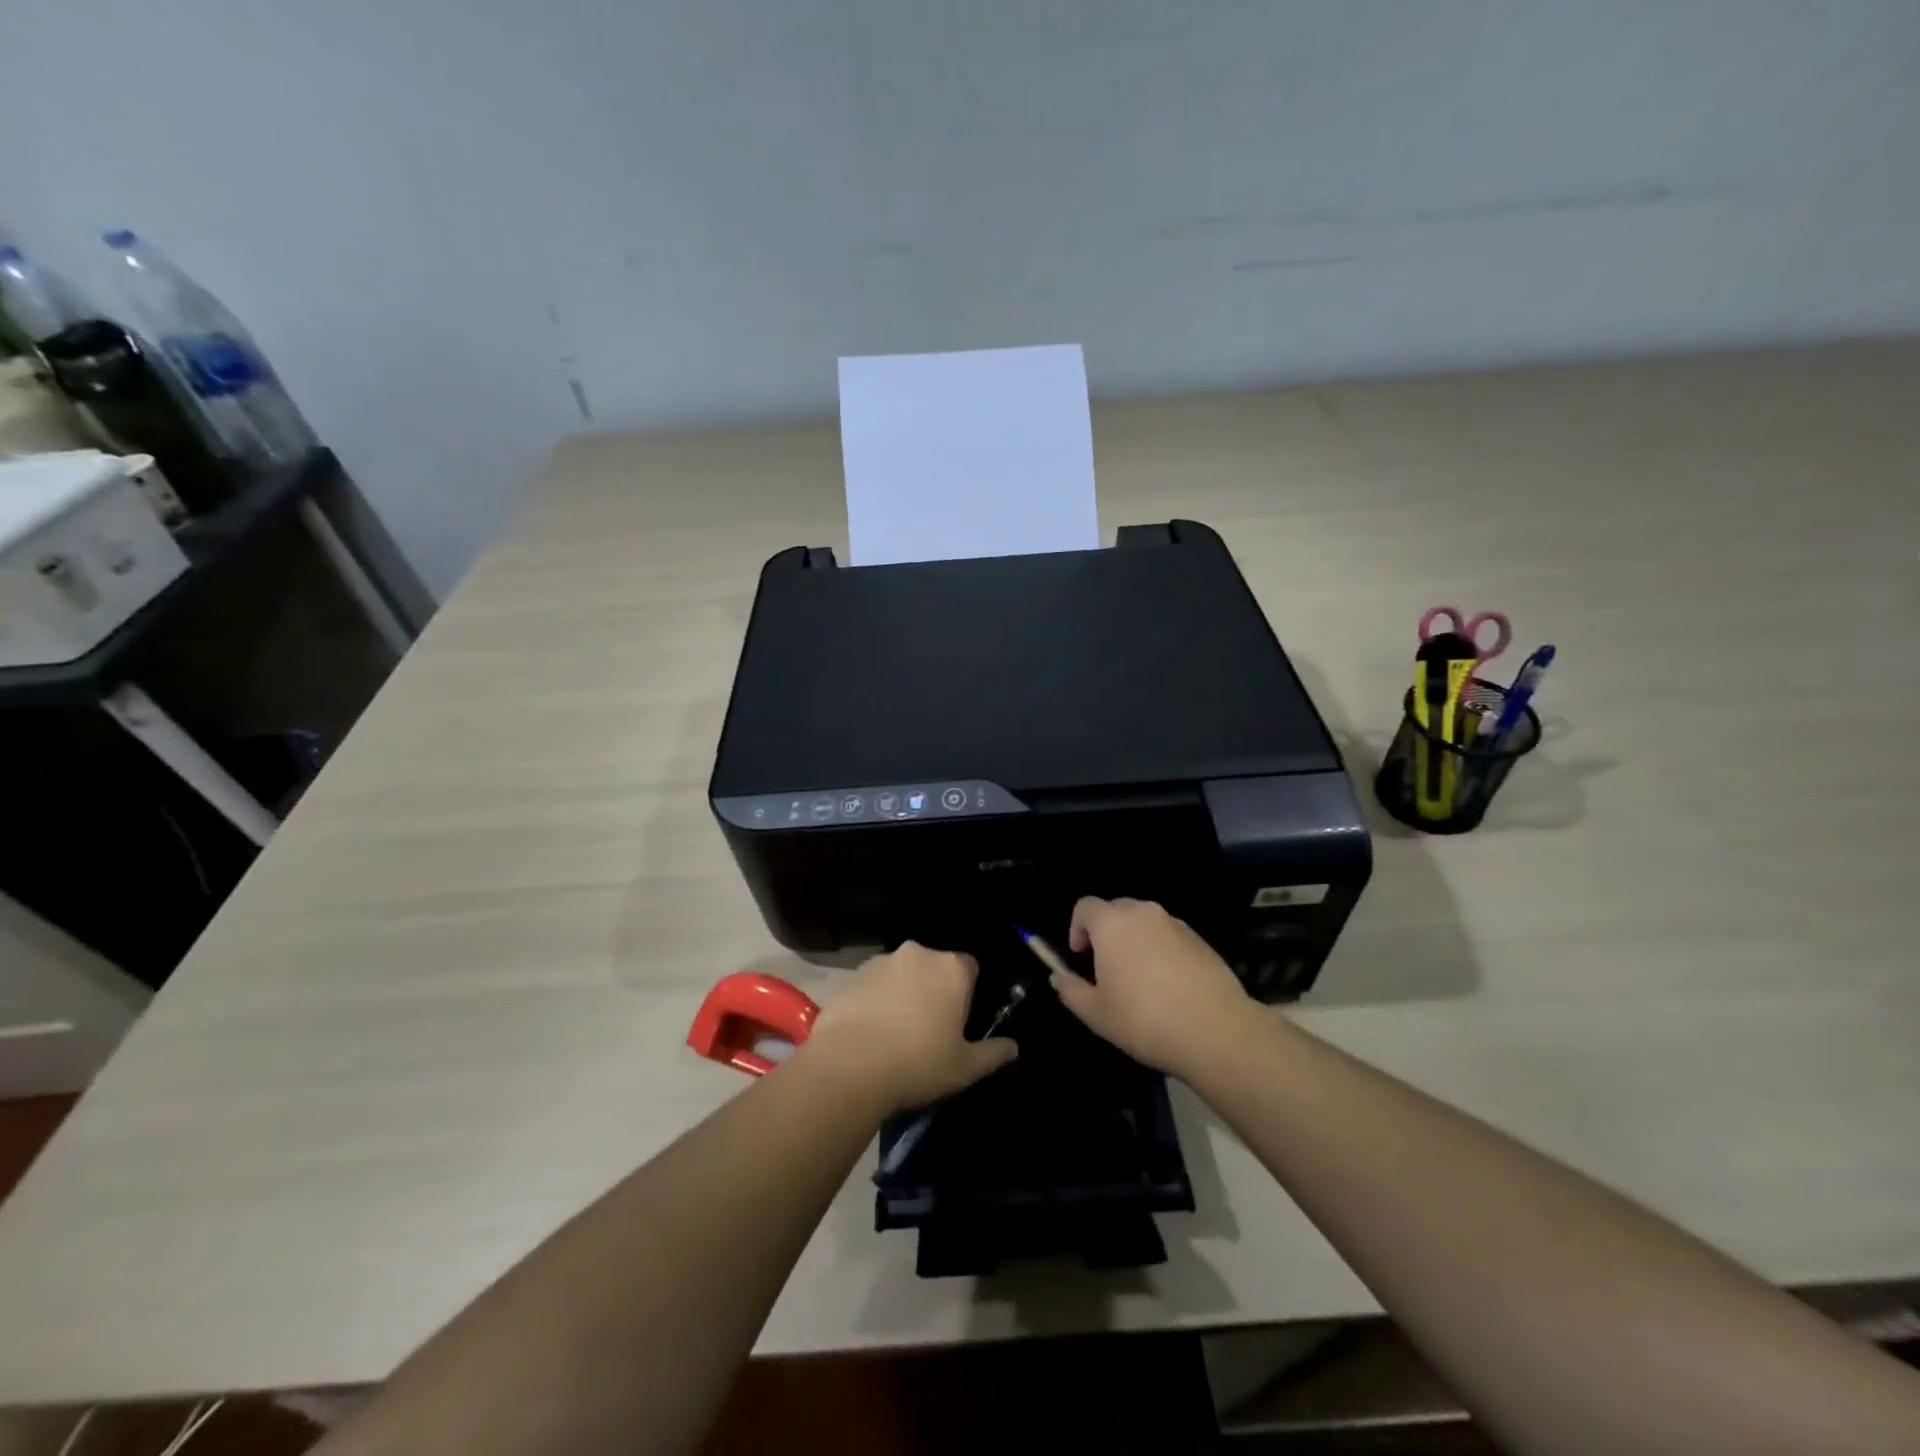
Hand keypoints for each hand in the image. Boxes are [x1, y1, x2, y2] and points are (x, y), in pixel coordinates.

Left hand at [798, 942, 1017, 1111]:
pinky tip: (869, 1033)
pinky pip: (873, 985)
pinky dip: (875, 1001)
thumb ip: (993, 1053)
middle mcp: (918, 954)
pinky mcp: (852, 975)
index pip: (969, 969)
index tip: (956, 1023)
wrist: (849, 1066)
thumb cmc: (918, 1063)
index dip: (965, 995)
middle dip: (933, 991)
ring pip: (901, 975)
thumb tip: (1013, 1047)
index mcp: (951, 968)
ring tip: (893, 1035)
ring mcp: (881, 961)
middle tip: (926, 1031)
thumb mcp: (965, 1068)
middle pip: (934, 969)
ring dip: (902, 994)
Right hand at [1052, 897, 1255, 1079]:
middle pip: (1115, 910)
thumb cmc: (1144, 1019)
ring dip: (1134, 941)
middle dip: (1105, 933)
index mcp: (1112, 923)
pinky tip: (1169, 987)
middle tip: (1107, 969)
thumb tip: (1058, 977)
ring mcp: (1175, 924)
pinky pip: (1169, 936)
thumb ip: (1070, 990)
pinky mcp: (1200, 940)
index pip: (1084, 907)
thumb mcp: (1096, 1013)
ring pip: (1144, 923)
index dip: (1076, 928)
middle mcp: (1143, 913)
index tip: (1081, 957)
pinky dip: (1161, 951)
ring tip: (1140, 981)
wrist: (1216, 1031)